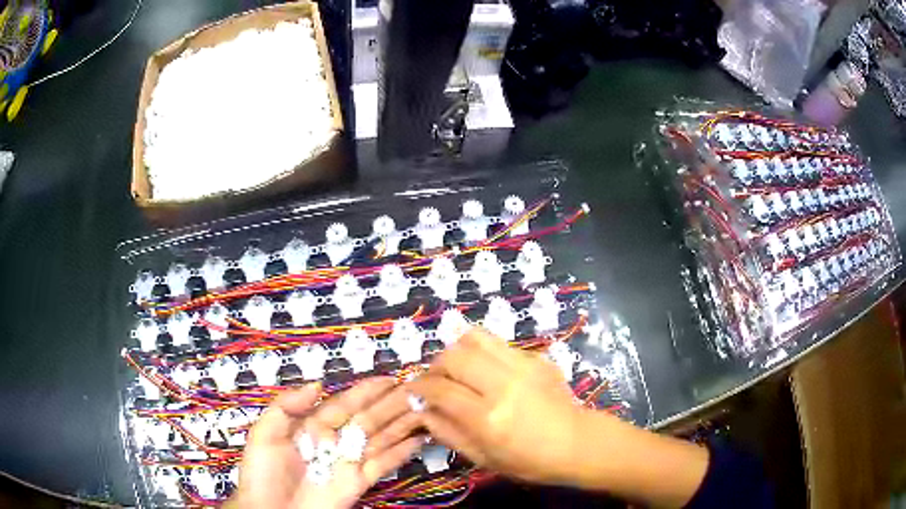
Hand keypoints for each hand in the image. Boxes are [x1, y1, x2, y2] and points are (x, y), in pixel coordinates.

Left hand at [228, 378, 424, 508]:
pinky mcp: (359, 481)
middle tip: (415, 388)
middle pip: (367, 418)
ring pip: (380, 438)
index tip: (388, 378)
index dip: (365, 390)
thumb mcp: (264, 433)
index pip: (344, 403)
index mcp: (313, 426)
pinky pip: (384, 464)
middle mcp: (335, 440)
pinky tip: (418, 439)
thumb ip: (286, 406)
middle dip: (390, 403)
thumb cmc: (263, 472)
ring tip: (424, 408)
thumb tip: (317, 384)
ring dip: (401, 423)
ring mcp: (349, 461)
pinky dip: (402, 452)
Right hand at [408, 327, 587, 484]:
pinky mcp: (535, 357)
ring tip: (457, 368)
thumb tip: (423, 411)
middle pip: (454, 356)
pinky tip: (485, 370)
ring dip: (457, 350)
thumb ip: (449, 433)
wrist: (578, 442)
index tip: (415, 391)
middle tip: (436, 380)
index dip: (420, 387)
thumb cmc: (530, 461)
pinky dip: (481, 352)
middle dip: (435, 365)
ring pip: (475, 338)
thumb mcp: (484, 459)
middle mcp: (503, 384)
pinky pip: (498, 343)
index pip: (440, 389)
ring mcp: (522, 365)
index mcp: (488, 417)